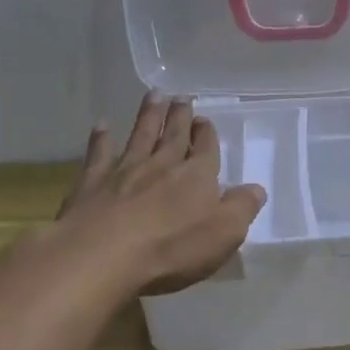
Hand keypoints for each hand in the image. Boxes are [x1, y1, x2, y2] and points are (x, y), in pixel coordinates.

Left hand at [54, 92, 265, 296]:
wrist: (102, 255)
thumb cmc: (172, 248)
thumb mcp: (224, 233)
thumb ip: (242, 208)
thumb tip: (256, 189)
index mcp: (197, 176)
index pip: (205, 149)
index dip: (206, 135)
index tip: (205, 120)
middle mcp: (162, 165)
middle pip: (173, 135)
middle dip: (180, 116)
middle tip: (182, 97)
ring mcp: (125, 170)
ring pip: (141, 135)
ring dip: (149, 115)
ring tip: (154, 94)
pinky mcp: (92, 183)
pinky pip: (99, 154)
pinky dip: (101, 138)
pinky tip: (102, 125)